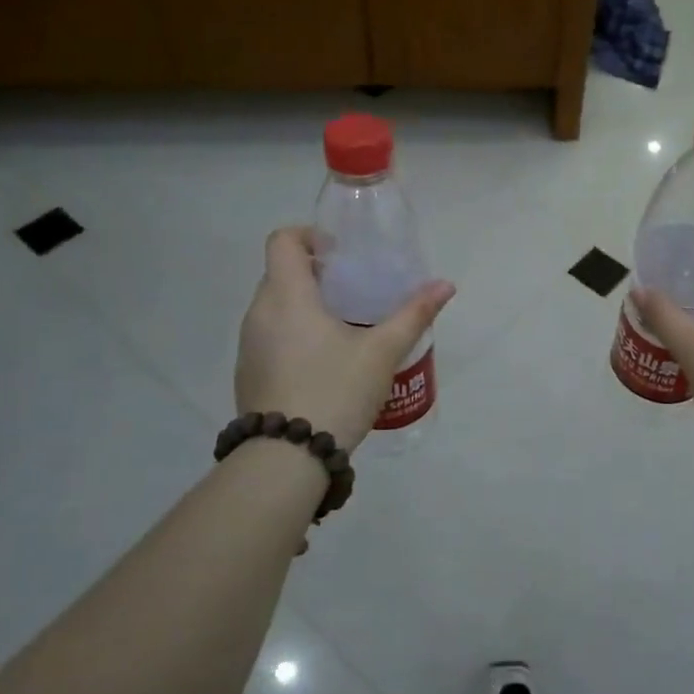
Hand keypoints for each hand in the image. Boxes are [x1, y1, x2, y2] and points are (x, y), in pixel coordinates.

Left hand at [235, 227, 454, 449]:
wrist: (286, 457)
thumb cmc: (335, 390)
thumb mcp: (382, 352)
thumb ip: (413, 314)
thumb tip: (445, 285)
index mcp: (287, 296)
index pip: (283, 240)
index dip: (310, 236)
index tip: (342, 254)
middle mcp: (259, 313)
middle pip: (281, 272)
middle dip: (316, 274)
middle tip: (355, 292)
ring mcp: (248, 345)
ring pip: (275, 307)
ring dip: (305, 306)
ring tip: (344, 328)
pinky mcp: (247, 373)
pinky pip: (269, 336)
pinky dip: (293, 334)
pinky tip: (324, 363)